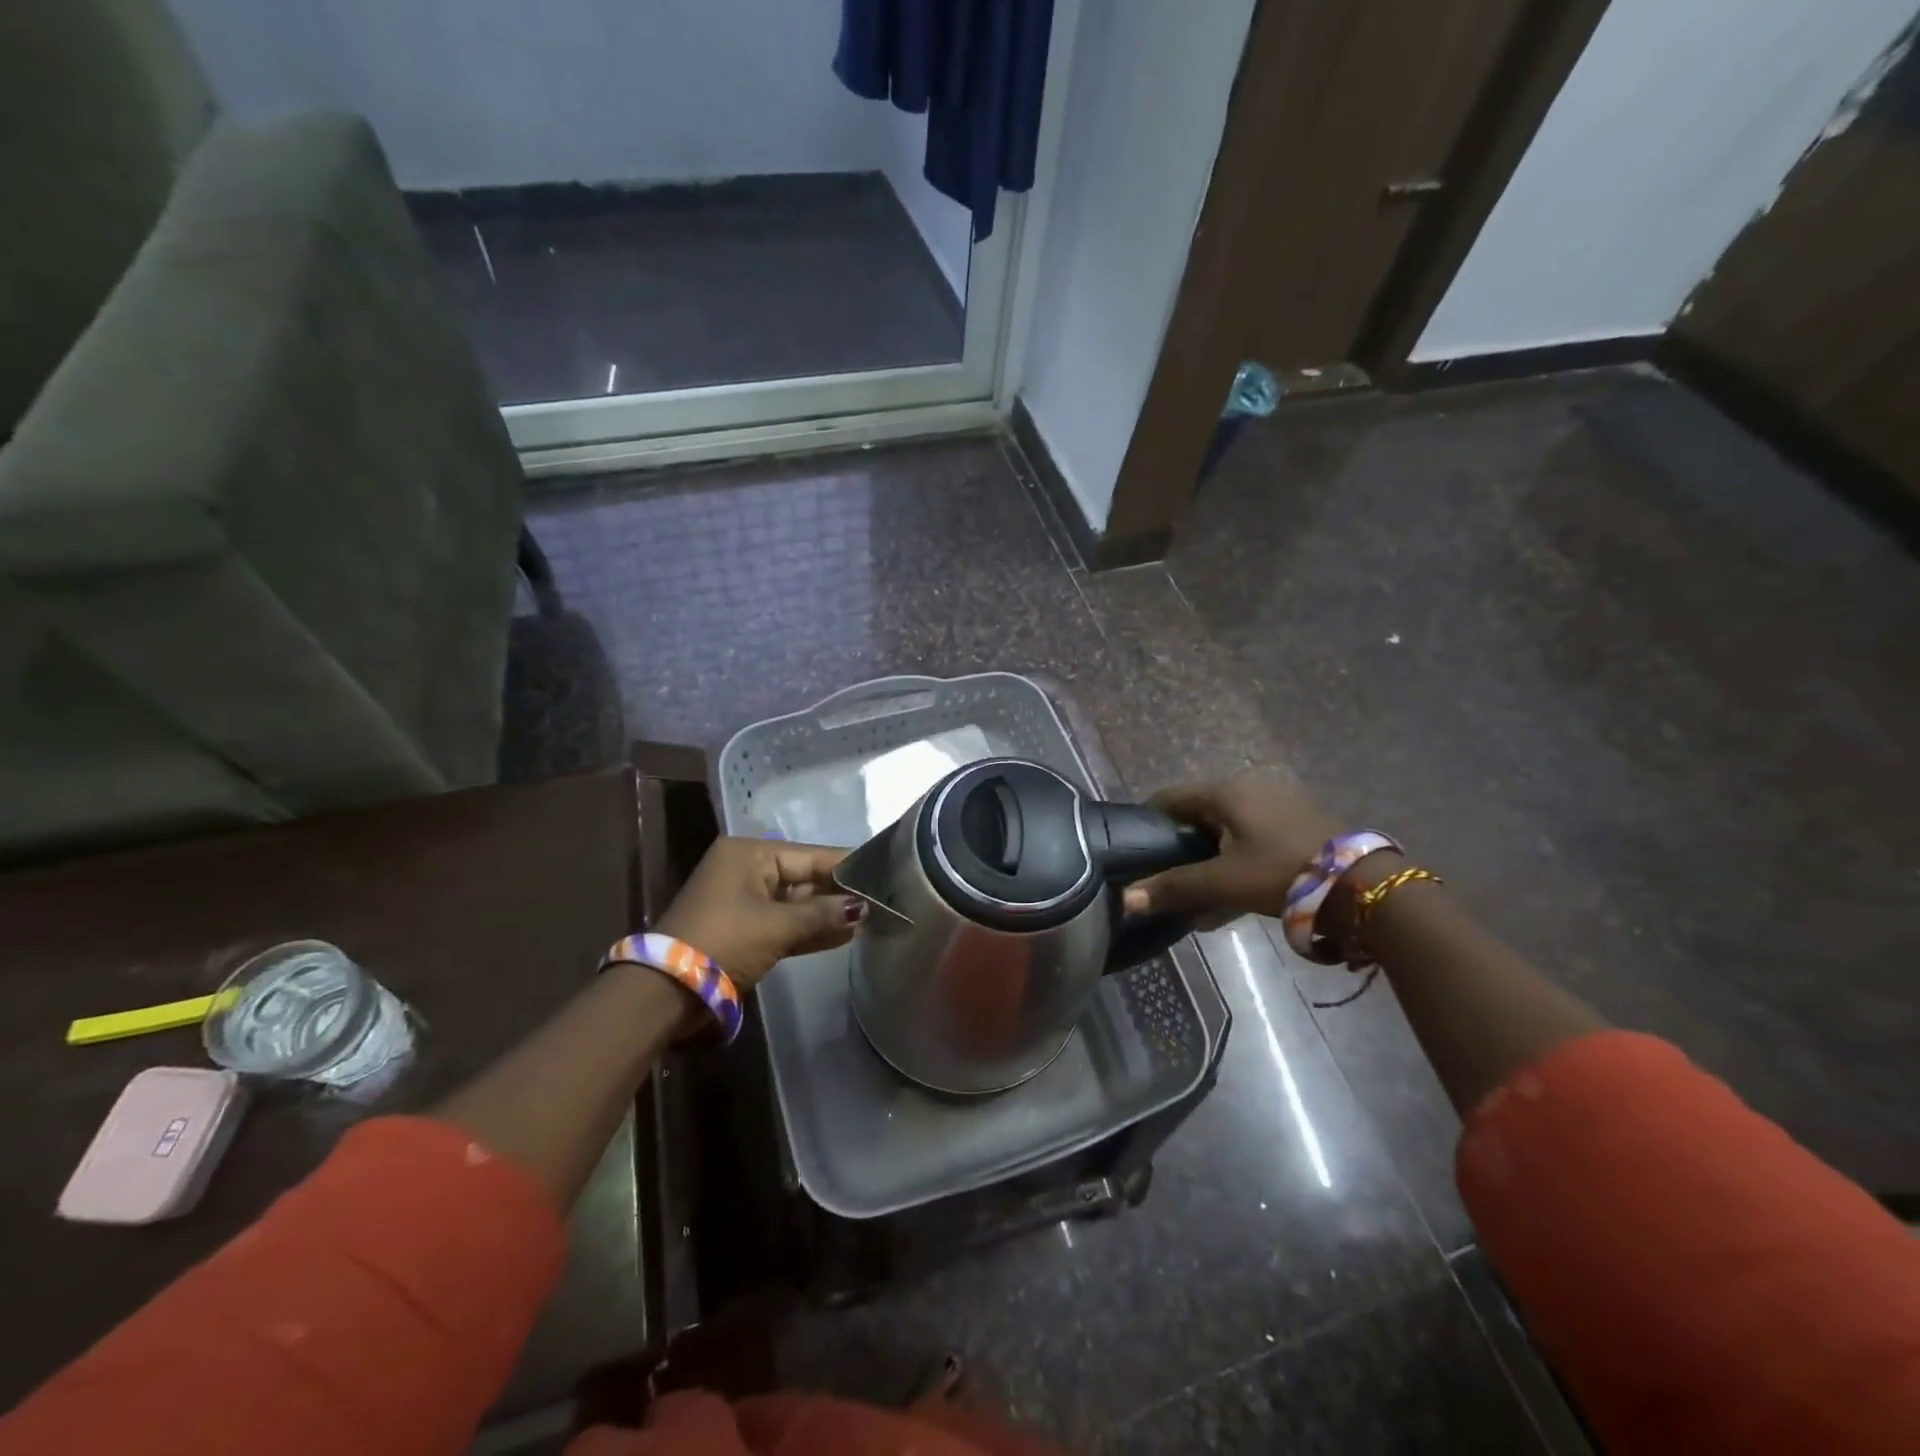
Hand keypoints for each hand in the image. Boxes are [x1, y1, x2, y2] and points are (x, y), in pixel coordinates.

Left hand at [657, 838, 864, 987]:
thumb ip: (822, 914)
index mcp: (749, 853)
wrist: (667, 990)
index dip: (846, 866)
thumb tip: (862, 908)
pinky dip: (809, 929)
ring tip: (869, 919)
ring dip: (827, 913)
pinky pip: (785, 922)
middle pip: (804, 877)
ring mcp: (744, 900)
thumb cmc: (725, 940)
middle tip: (882, 898)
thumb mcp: (777, 926)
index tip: (884, 870)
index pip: (810, 855)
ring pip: (796, 902)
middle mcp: (747, 869)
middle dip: (839, 892)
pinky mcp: (744, 928)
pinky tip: (843, 935)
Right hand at [1121, 775, 1342, 927]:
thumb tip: (1126, 899)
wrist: (1360, 886)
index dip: (1147, 821)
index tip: (1132, 849)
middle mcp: (1248, 792)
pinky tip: (1222, 908)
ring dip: (1206, 867)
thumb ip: (1174, 887)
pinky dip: (1232, 870)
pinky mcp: (1294, 832)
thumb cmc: (1280, 872)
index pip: (1170, 797)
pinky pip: (1250, 847)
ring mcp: (1275, 810)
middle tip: (1161, 880)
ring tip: (1190, 903)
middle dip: (1178, 851)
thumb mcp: (1223, 881)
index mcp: (1226, 792)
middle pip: (1198, 818)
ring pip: (1225, 837)